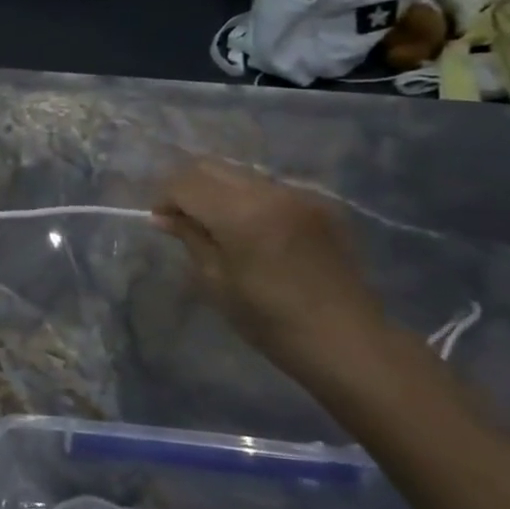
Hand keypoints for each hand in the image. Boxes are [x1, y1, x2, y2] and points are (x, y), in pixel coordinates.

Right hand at [154, 162, 382, 361]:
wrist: (348, 342)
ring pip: (240, 173)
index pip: (185, 182)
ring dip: (218, 190)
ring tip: (217, 224)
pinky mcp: (318, 203)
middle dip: (188, 186)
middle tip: (182, 218)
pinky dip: (249, 199)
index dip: (165, 197)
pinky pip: (269, 188)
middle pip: (211, 166)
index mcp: (241, 213)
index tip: (161, 220)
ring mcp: (297, 194)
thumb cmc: (271, 322)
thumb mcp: (217, 283)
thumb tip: (163, 217)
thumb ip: (190, 238)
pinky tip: (253, 231)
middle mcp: (269, 191)